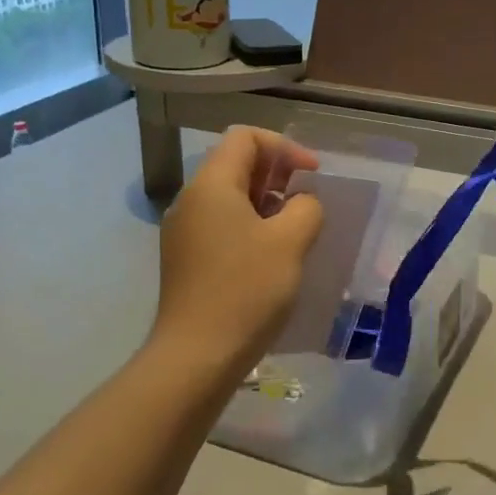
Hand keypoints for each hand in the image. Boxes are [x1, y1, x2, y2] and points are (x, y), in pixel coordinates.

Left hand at [151, 126, 324, 379]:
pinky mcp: (185, 258)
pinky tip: (271, 255)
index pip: (245, 137)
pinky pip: (221, 223)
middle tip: (306, 202)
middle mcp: (191, 200)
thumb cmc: (246, 290)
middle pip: (235, 163)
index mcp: (211, 185)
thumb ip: (306, 207)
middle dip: (276, 174)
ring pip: (229, 196)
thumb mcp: (290, 242)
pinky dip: (250, 225)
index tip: (312, 176)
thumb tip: (301, 203)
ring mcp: (184, 231)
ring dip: (266, 201)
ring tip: (294, 229)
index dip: (284, 147)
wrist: (197, 357)